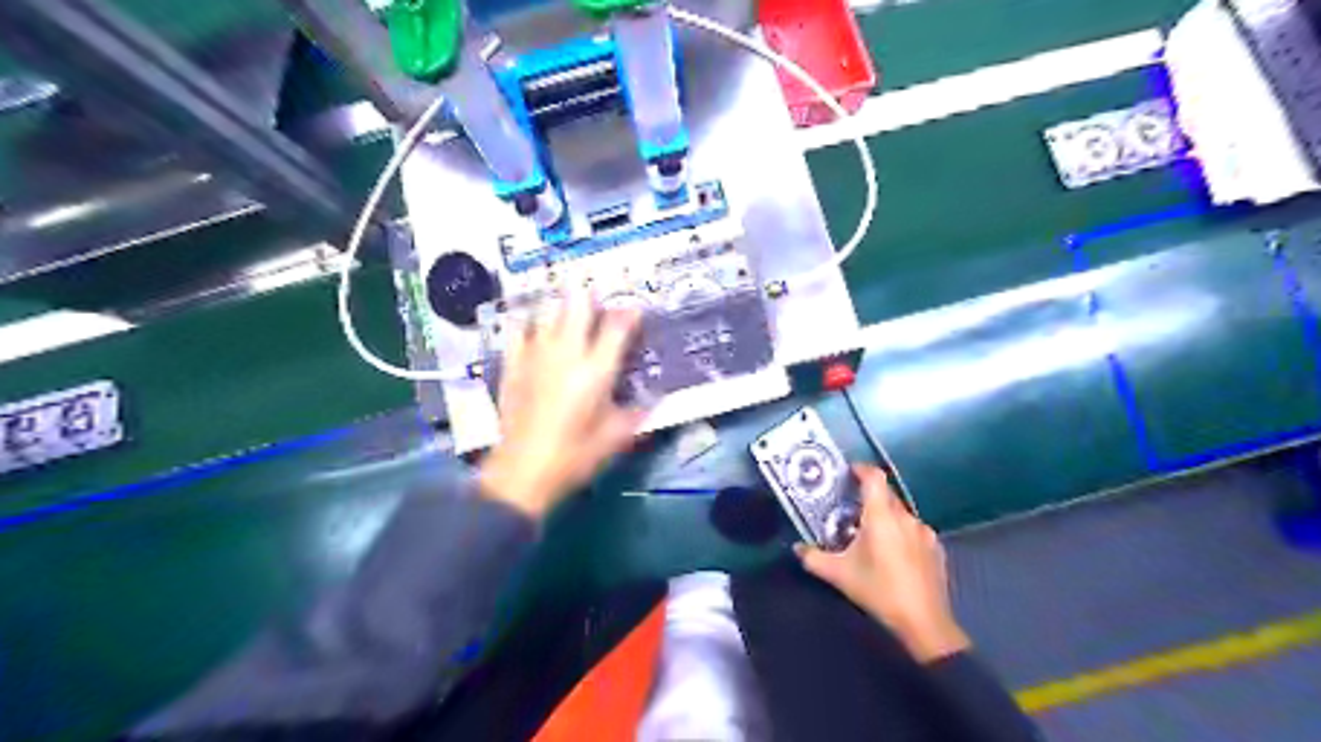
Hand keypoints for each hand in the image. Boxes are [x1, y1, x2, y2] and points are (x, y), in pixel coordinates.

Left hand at [480, 294, 646, 516]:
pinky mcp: (512, 365)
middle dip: (590, 293)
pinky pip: (517, 332)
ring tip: (567, 297)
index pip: (617, 329)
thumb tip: (656, 401)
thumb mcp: (615, 438)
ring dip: (560, 302)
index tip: (636, 309)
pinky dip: (526, 322)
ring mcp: (535, 356)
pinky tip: (529, 321)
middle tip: (597, 288)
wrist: (522, 471)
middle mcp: (567, 354)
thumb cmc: (574, 456)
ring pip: (548, 313)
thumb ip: (637, 414)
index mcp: (596, 370)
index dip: (629, 314)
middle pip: (578, 307)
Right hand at [793, 465, 966, 661]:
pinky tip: (893, 554)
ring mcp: (925, 533)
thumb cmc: (879, 591)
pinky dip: (901, 533)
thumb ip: (814, 558)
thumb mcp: (839, 575)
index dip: (862, 470)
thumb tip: (797, 548)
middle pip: (887, 494)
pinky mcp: (936, 549)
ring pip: (901, 514)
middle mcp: (906, 517)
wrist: (924, 622)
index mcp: (882, 516)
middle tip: (850, 509)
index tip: (849, 472)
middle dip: (869, 496)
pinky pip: (914, 531)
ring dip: (885, 517)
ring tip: (870, 534)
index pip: (875, 478)